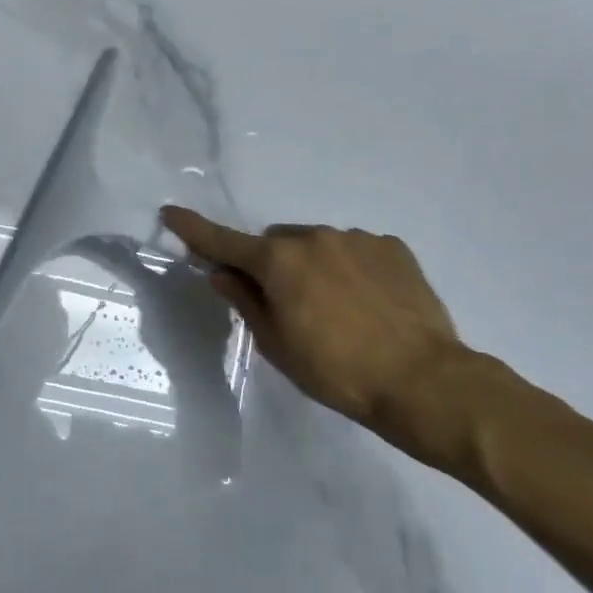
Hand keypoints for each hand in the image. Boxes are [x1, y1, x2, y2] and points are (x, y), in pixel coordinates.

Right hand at [162, 207, 471, 466]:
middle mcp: (314, 237)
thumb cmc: (336, 370)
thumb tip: (221, 274)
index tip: (169, 212)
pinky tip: (363, 301)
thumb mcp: (277, 344)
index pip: (223, 241)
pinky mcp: (392, 248)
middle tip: (281, 302)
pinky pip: (353, 250)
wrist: (423, 380)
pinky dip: (346, 268)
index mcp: (279, 261)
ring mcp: (357, 239)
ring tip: (332, 307)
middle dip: (268, 265)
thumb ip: (245, 302)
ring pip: (315, 245)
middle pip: (274, 244)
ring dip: (309, 265)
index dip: (193, 229)